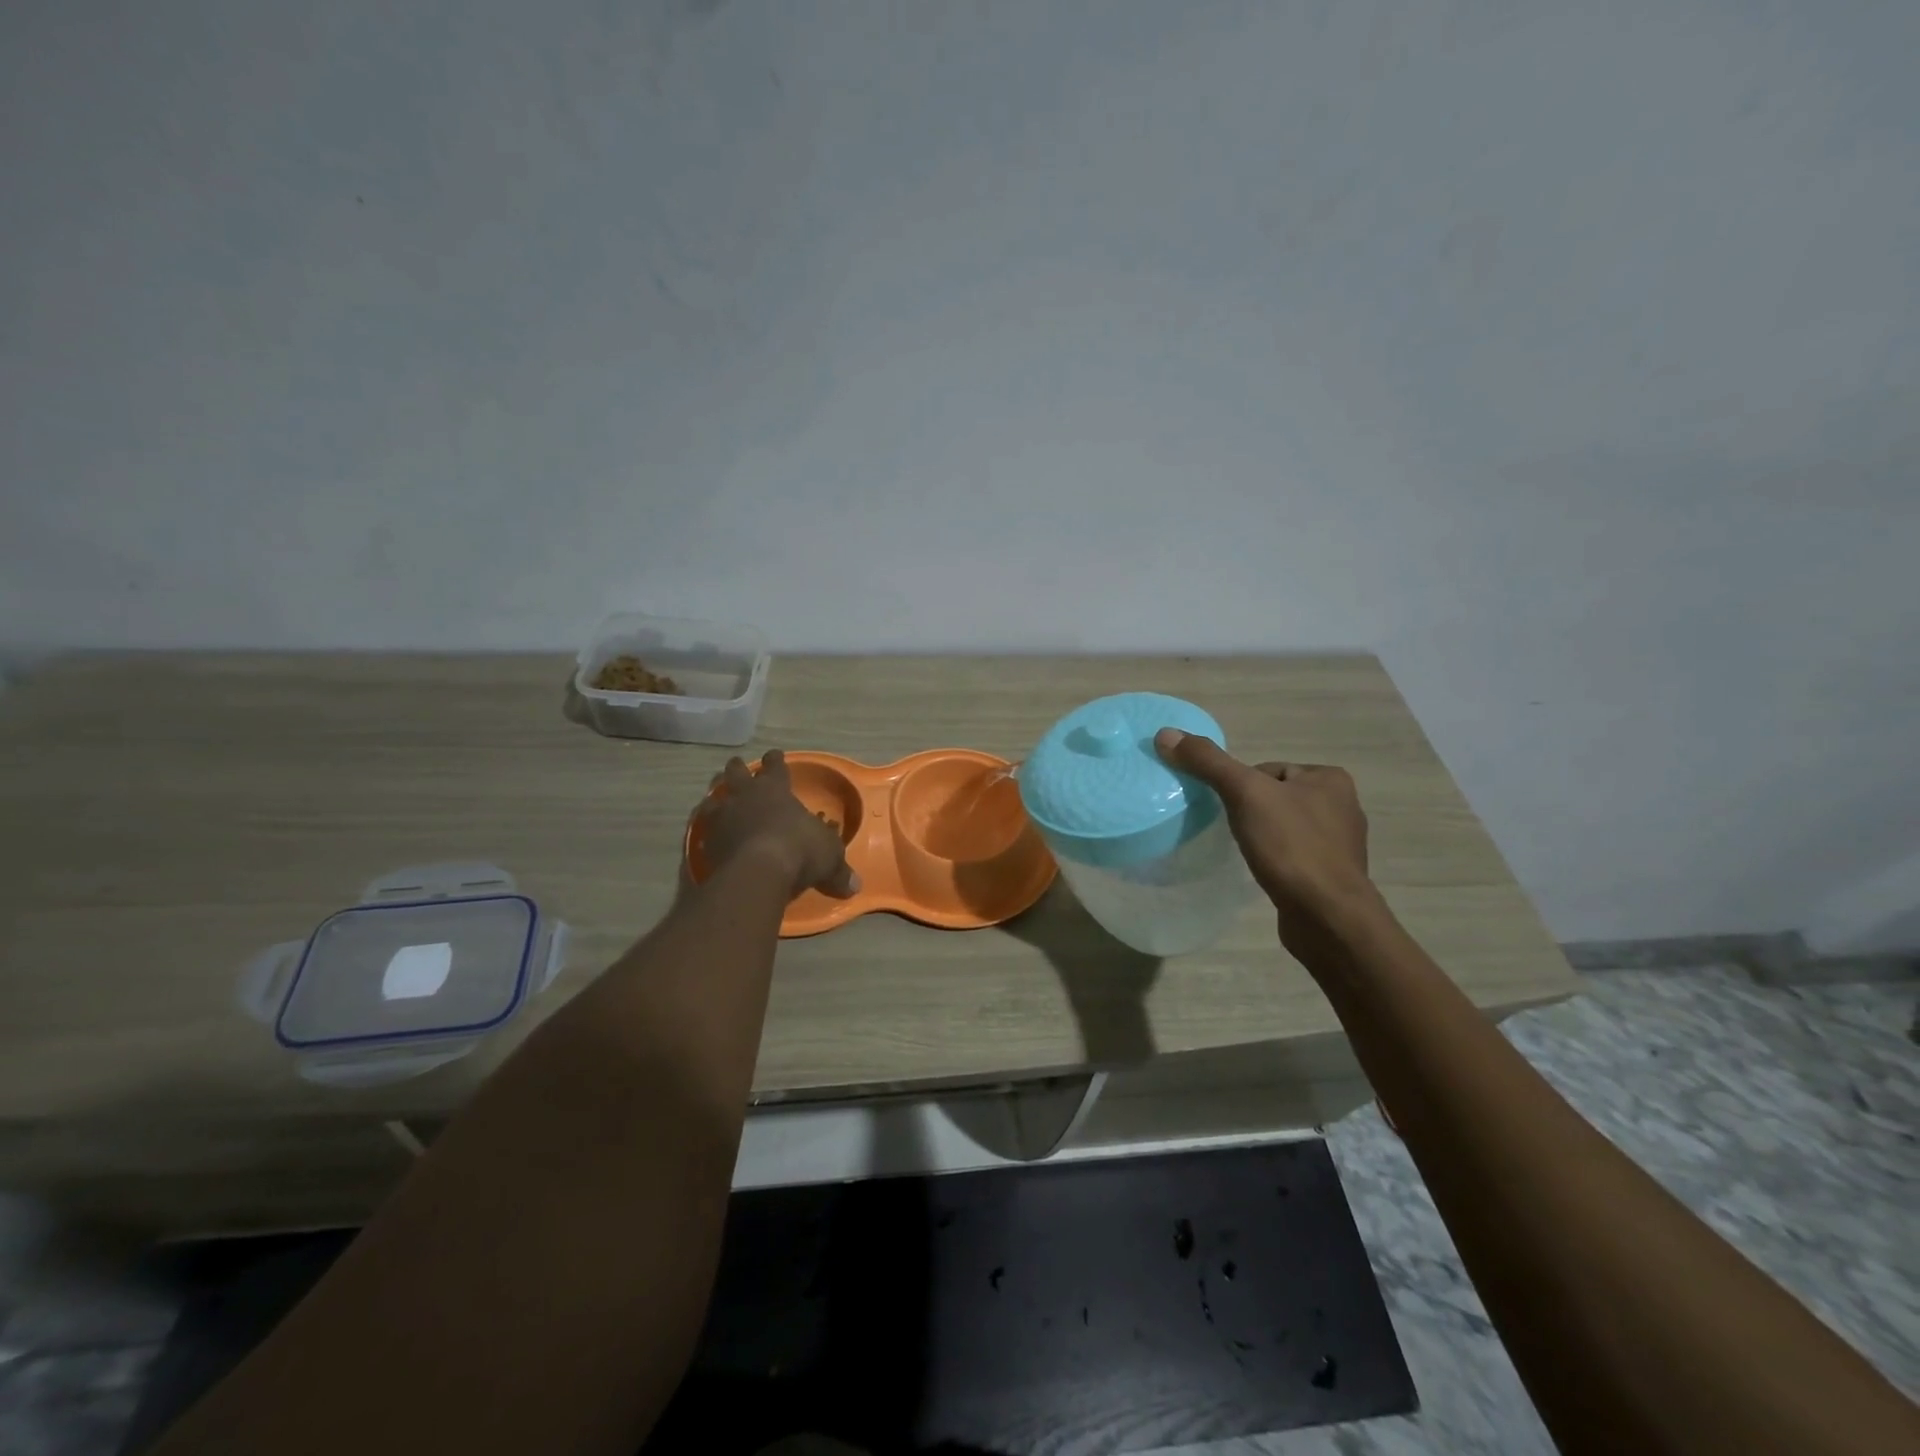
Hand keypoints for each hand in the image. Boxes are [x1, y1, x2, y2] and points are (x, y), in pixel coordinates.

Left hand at [698, 750, 859, 899]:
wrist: (757, 872)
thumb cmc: (800, 850)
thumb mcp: (829, 858)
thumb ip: (838, 870)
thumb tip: (855, 886)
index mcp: (775, 789)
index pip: (776, 766)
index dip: (776, 760)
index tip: (775, 754)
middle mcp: (746, 796)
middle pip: (737, 773)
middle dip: (738, 769)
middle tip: (736, 766)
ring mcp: (722, 817)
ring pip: (713, 798)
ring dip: (716, 798)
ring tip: (715, 799)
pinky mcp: (706, 842)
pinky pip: (703, 830)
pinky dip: (707, 831)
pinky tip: (709, 837)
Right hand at [1155, 728, 1376, 940]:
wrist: (1327, 917)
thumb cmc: (1291, 847)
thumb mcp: (1244, 793)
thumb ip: (1207, 762)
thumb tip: (1165, 734)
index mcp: (1330, 779)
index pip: (1267, 770)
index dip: (1240, 787)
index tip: (1229, 809)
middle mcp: (1342, 806)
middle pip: (1273, 797)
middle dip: (1250, 812)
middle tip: (1233, 831)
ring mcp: (1339, 845)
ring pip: (1283, 827)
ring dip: (1262, 837)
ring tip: (1247, 853)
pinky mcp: (1331, 876)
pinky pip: (1292, 856)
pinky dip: (1275, 861)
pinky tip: (1263, 872)